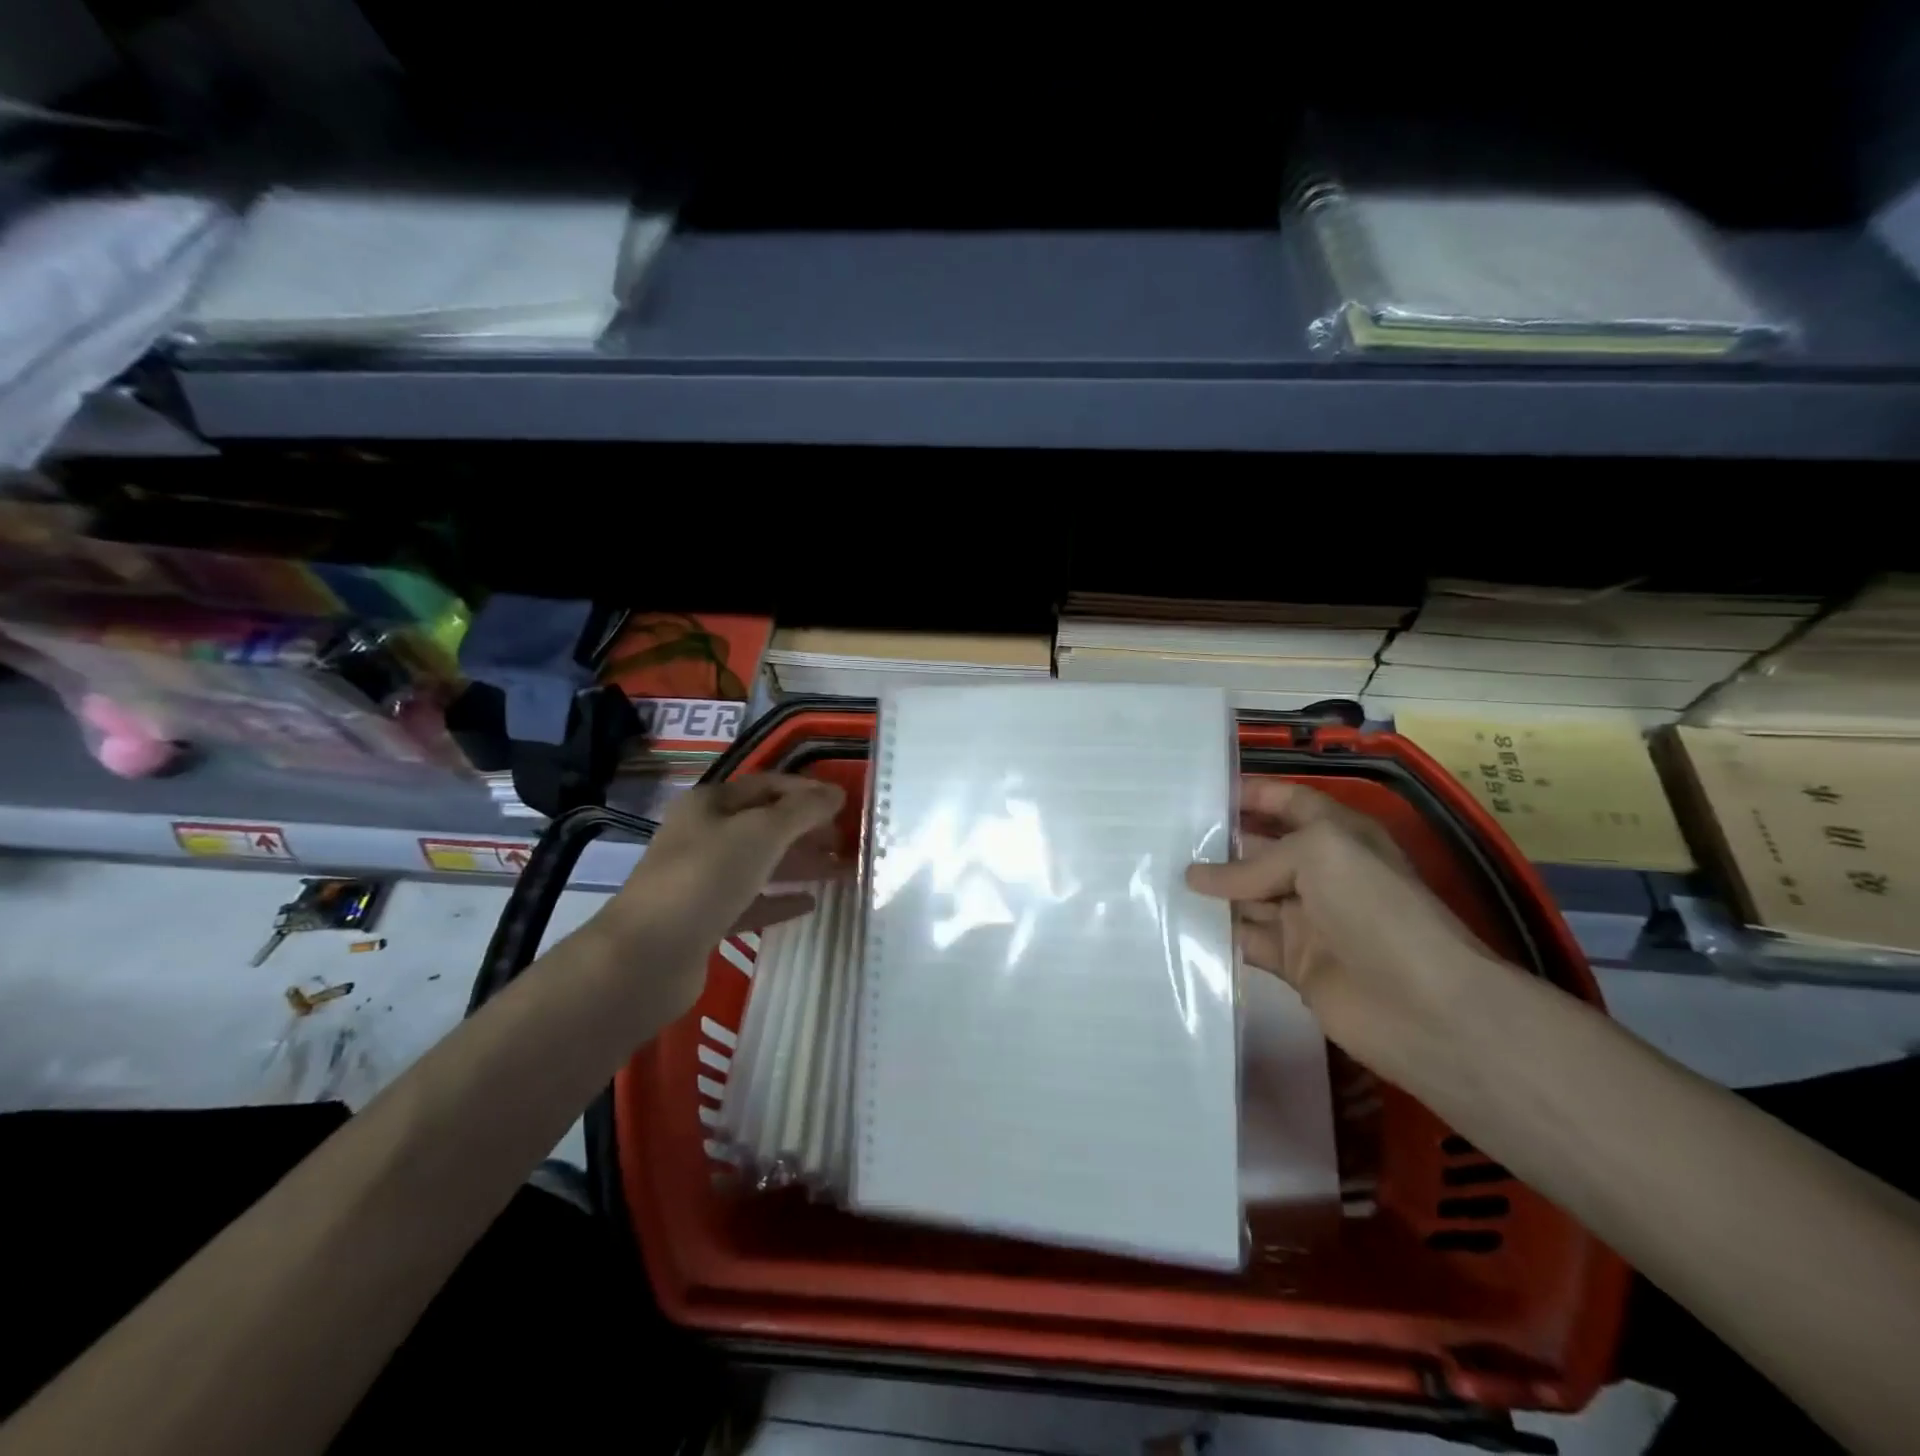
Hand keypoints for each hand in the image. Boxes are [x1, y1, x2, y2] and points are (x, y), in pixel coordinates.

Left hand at [597, 774, 845, 1014]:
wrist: (646, 956)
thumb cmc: (705, 878)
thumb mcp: (761, 833)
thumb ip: (802, 811)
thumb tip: (836, 794)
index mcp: (710, 804)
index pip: (768, 785)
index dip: (807, 791)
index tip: (845, 803)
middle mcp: (704, 835)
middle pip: (765, 823)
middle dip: (806, 828)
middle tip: (846, 840)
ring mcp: (702, 878)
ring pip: (760, 863)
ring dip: (800, 863)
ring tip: (841, 870)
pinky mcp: (705, 918)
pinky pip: (751, 901)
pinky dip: (780, 899)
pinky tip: (810, 903)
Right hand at [1185, 779, 1510, 1092]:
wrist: (1424, 1006)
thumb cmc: (1375, 908)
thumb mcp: (1319, 855)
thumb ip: (1253, 863)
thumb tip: (1194, 877)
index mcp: (1337, 835)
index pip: (1288, 801)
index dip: (1251, 793)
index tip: (1200, 792)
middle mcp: (1321, 872)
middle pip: (1260, 849)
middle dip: (1218, 842)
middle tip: (1162, 836)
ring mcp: (1306, 918)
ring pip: (1246, 895)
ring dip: (1209, 888)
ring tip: (1156, 875)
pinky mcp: (1293, 961)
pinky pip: (1246, 938)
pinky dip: (1216, 931)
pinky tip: (1178, 921)